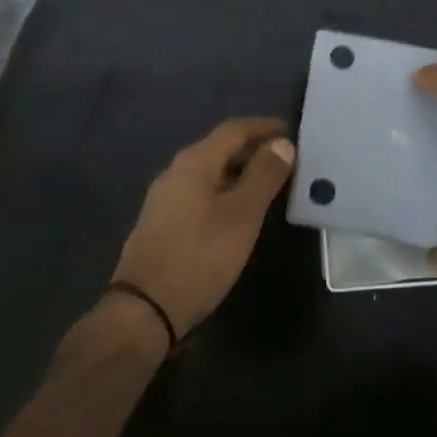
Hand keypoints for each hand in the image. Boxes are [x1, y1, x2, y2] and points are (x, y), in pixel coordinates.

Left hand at [111, 117, 294, 339]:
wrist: (143, 310)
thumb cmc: (199, 256)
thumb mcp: (241, 216)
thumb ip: (263, 176)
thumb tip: (282, 143)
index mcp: (195, 161)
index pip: (234, 128)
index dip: (265, 127)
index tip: (293, 132)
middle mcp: (176, 170)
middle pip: (220, 147)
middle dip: (254, 149)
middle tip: (287, 160)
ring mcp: (166, 197)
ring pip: (211, 171)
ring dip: (240, 171)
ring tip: (270, 184)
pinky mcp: (162, 221)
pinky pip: (201, 191)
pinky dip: (225, 190)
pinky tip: (239, 211)